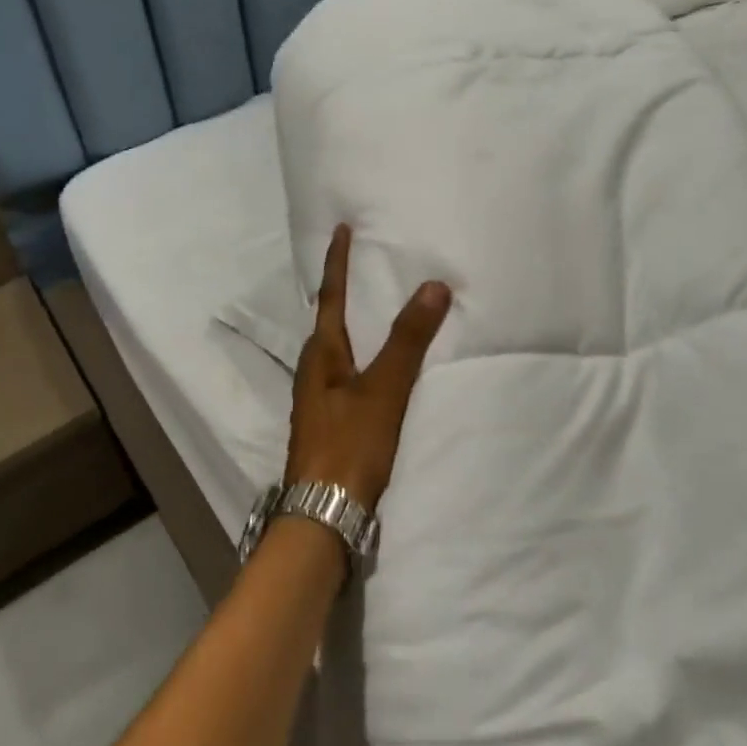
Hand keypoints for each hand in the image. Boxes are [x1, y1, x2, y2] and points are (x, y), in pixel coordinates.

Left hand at [286, 224, 451, 510]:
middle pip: (328, 321)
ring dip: (353, 325)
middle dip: (343, 292)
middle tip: (364, 266)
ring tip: (375, 310)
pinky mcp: (329, 424)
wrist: (323, 516)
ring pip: (336, 350)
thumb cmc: (349, 445)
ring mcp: (319, 399)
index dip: (337, 261)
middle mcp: (313, 371)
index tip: (341, 229)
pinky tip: (377, 368)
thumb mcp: (384, 390)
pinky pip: (346, 375)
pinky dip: (361, 357)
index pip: (330, 296)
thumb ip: (408, 340)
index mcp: (320, 355)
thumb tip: (433, 284)